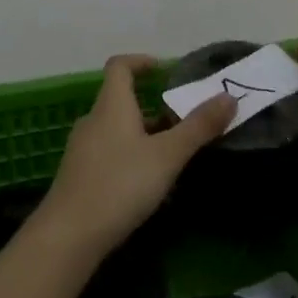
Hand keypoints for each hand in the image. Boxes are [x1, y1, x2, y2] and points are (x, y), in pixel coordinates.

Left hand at [37, 54, 235, 256]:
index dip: (141, 61)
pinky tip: (147, 184)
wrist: (69, 236)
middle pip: (122, 100)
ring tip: (172, 154)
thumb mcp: (167, 156)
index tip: (164, 70)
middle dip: (153, 106)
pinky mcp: (79, 176)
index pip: (120, 66)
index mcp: (111, 105)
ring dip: (143, 134)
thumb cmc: (120, 184)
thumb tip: (228, 96)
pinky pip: (109, 153)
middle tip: (183, 121)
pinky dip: (130, 156)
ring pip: (117, 130)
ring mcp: (82, 149)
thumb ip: (198, 126)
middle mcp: (93, 120)